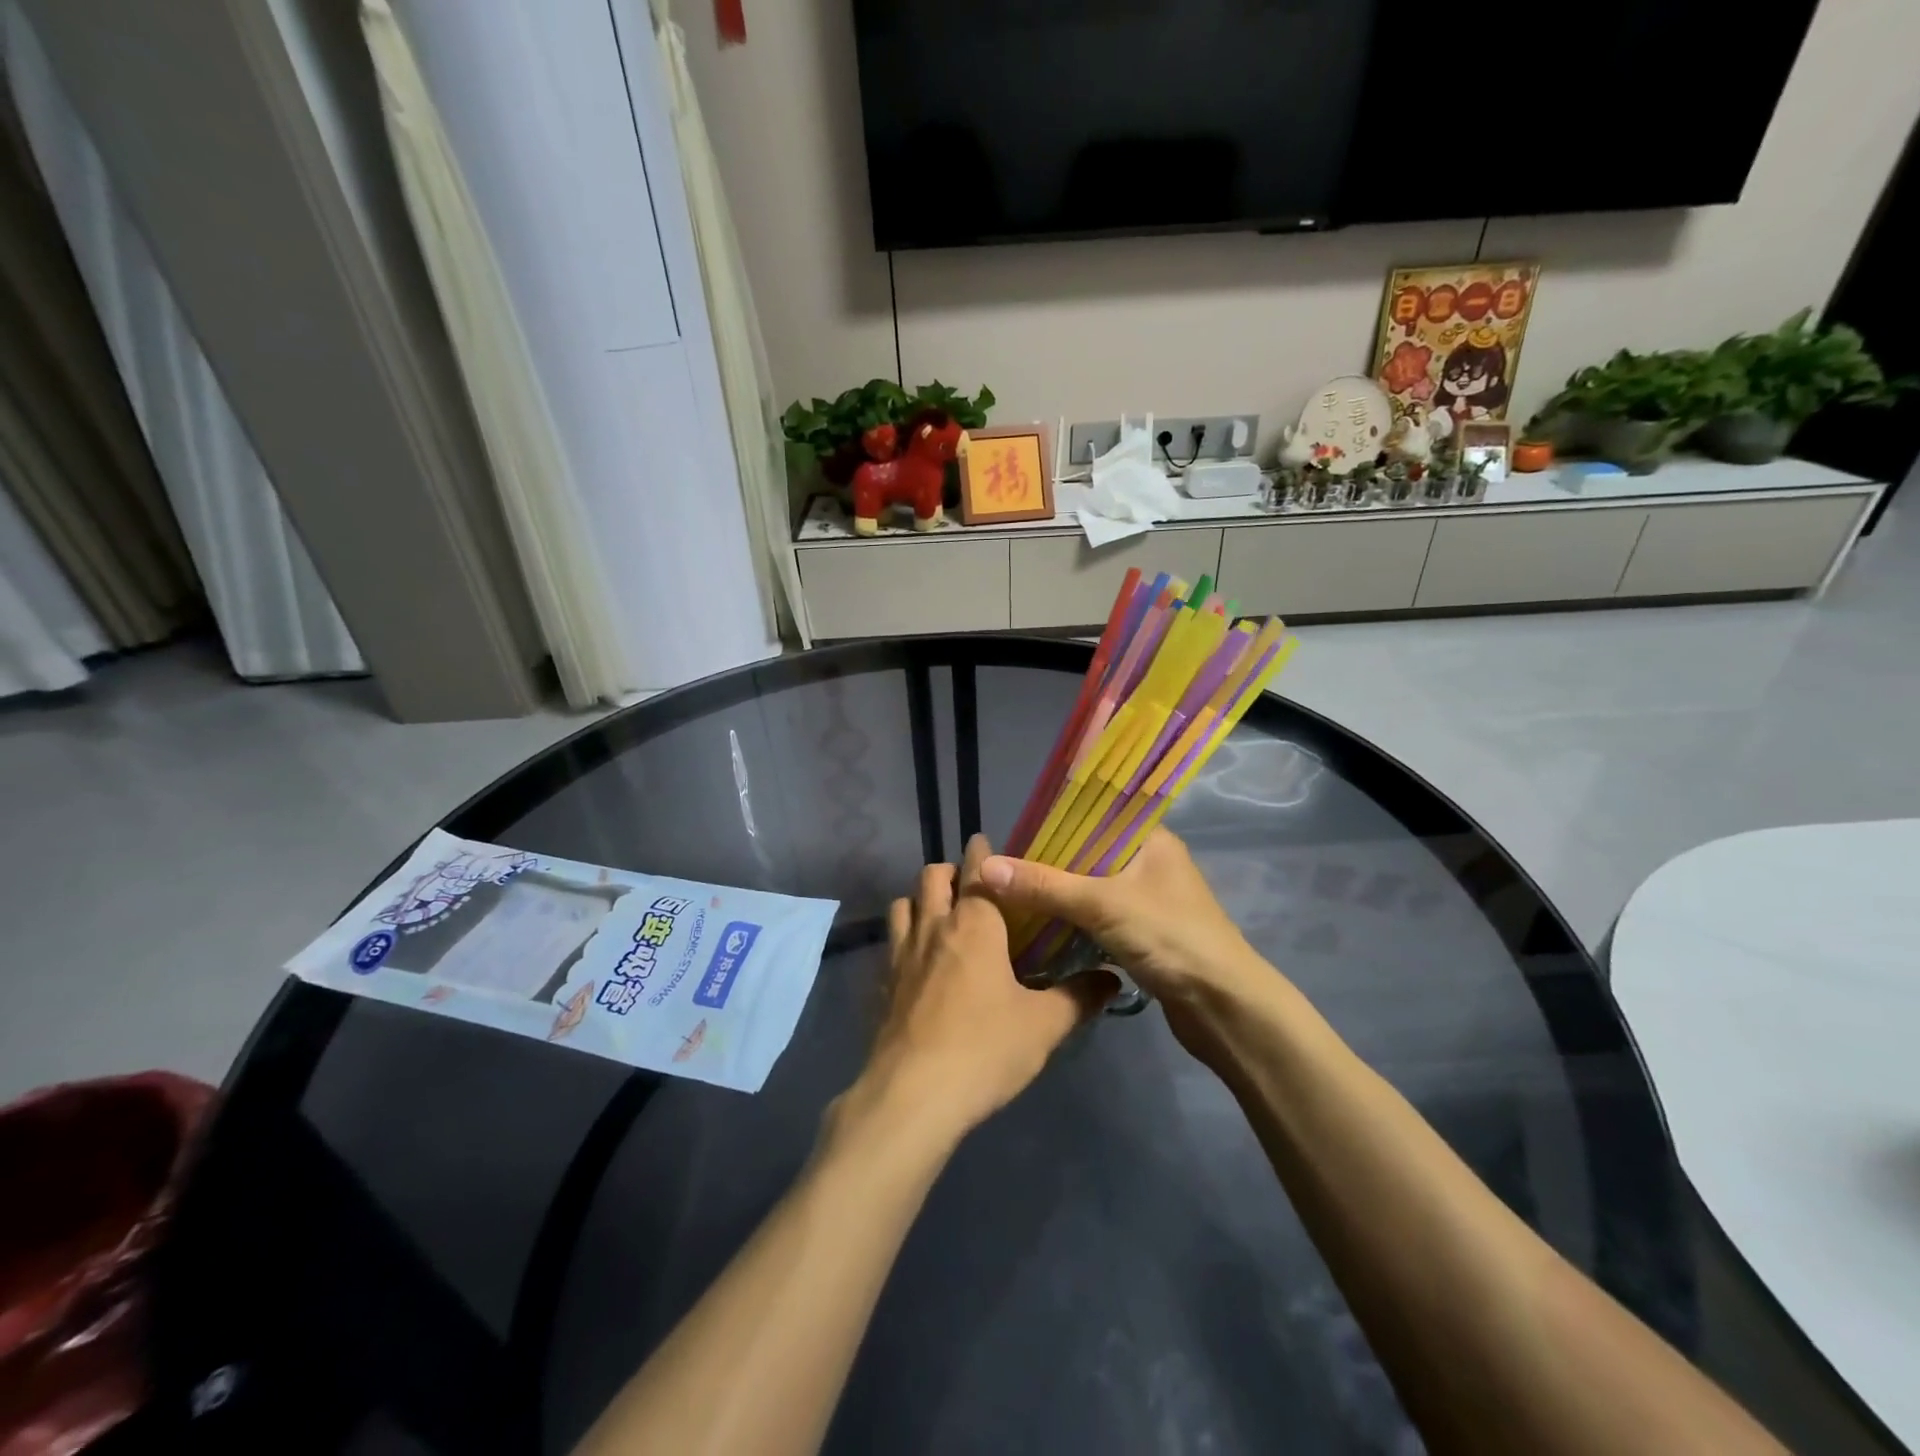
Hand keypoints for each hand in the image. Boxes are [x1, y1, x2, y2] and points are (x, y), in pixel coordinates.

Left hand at [841, 835, 1114, 1145]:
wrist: (914, 1095)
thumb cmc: (985, 1048)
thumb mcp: (1044, 1026)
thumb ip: (1079, 998)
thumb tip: (1113, 979)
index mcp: (975, 925)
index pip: (977, 869)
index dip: (981, 851)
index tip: (986, 842)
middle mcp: (934, 927)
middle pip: (931, 877)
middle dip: (949, 871)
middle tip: (971, 885)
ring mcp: (901, 955)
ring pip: (903, 905)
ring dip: (920, 900)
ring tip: (940, 916)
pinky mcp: (883, 985)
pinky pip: (890, 944)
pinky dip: (903, 939)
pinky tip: (918, 964)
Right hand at [978, 828, 1263, 1018]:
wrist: (1224, 1007)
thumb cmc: (1170, 938)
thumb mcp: (1102, 904)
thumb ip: (1045, 885)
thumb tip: (986, 869)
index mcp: (1150, 839)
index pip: (1096, 814)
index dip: (1056, 820)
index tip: (1015, 831)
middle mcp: (1150, 862)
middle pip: (1089, 852)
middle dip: (1049, 861)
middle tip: (1004, 867)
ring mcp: (1148, 899)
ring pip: (1092, 886)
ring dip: (1060, 892)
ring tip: (1013, 892)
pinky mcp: (1144, 933)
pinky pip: (1098, 916)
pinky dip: (1072, 919)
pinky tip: (1039, 924)